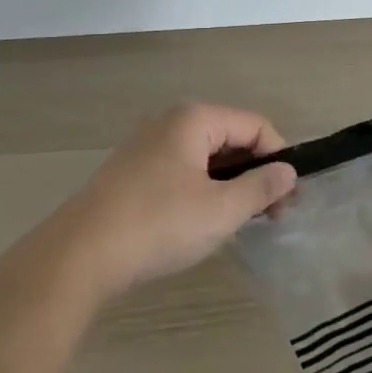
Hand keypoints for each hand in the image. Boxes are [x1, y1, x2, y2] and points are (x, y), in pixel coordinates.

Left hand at [54, 104, 296, 302]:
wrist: (81, 254)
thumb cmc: (159, 224)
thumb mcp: (220, 210)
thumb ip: (260, 187)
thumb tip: (288, 171)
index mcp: (194, 118)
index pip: (255, 125)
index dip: (279, 159)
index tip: (290, 200)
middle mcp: (171, 121)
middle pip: (230, 137)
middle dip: (255, 172)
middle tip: (271, 216)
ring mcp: (148, 145)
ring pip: (206, 156)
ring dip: (230, 184)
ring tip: (241, 222)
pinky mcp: (133, 171)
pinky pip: (183, 170)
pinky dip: (203, 189)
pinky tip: (203, 222)